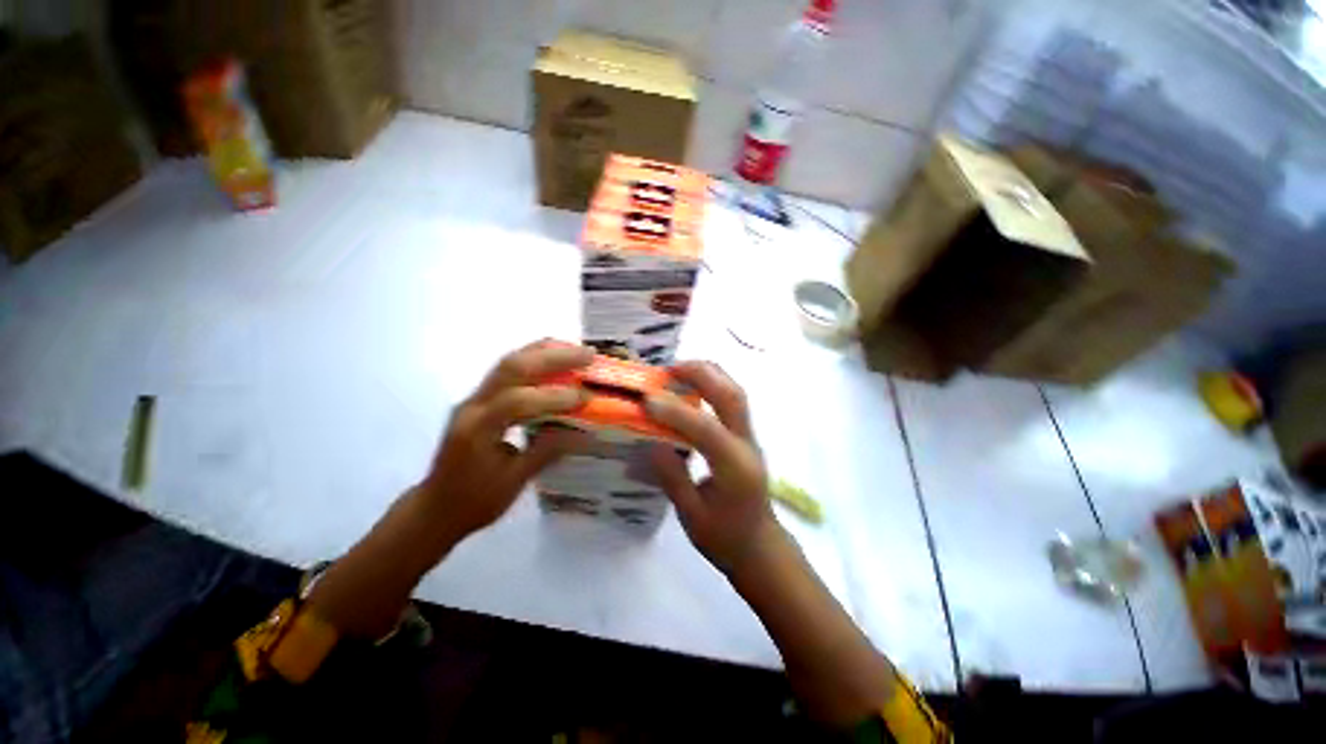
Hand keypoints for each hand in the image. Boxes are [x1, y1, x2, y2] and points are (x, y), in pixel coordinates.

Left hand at [417, 340, 591, 544]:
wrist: (435, 508)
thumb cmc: (473, 501)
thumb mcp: (513, 482)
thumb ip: (546, 451)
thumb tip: (582, 431)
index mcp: (477, 430)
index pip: (516, 401)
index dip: (554, 397)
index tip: (586, 399)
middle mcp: (473, 405)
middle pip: (511, 367)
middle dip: (553, 358)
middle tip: (588, 355)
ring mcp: (475, 399)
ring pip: (509, 362)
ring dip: (545, 352)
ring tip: (576, 350)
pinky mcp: (481, 399)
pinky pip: (509, 371)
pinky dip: (536, 361)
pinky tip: (556, 360)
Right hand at [645, 361, 781, 573]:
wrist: (760, 547)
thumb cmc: (725, 538)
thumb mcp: (692, 515)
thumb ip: (672, 477)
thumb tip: (651, 442)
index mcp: (735, 467)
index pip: (706, 429)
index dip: (676, 411)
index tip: (647, 400)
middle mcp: (747, 444)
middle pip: (731, 395)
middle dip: (700, 375)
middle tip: (667, 369)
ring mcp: (750, 436)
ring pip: (735, 392)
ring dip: (708, 374)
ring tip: (677, 371)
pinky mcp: (745, 436)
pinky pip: (732, 400)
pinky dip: (713, 384)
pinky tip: (691, 387)